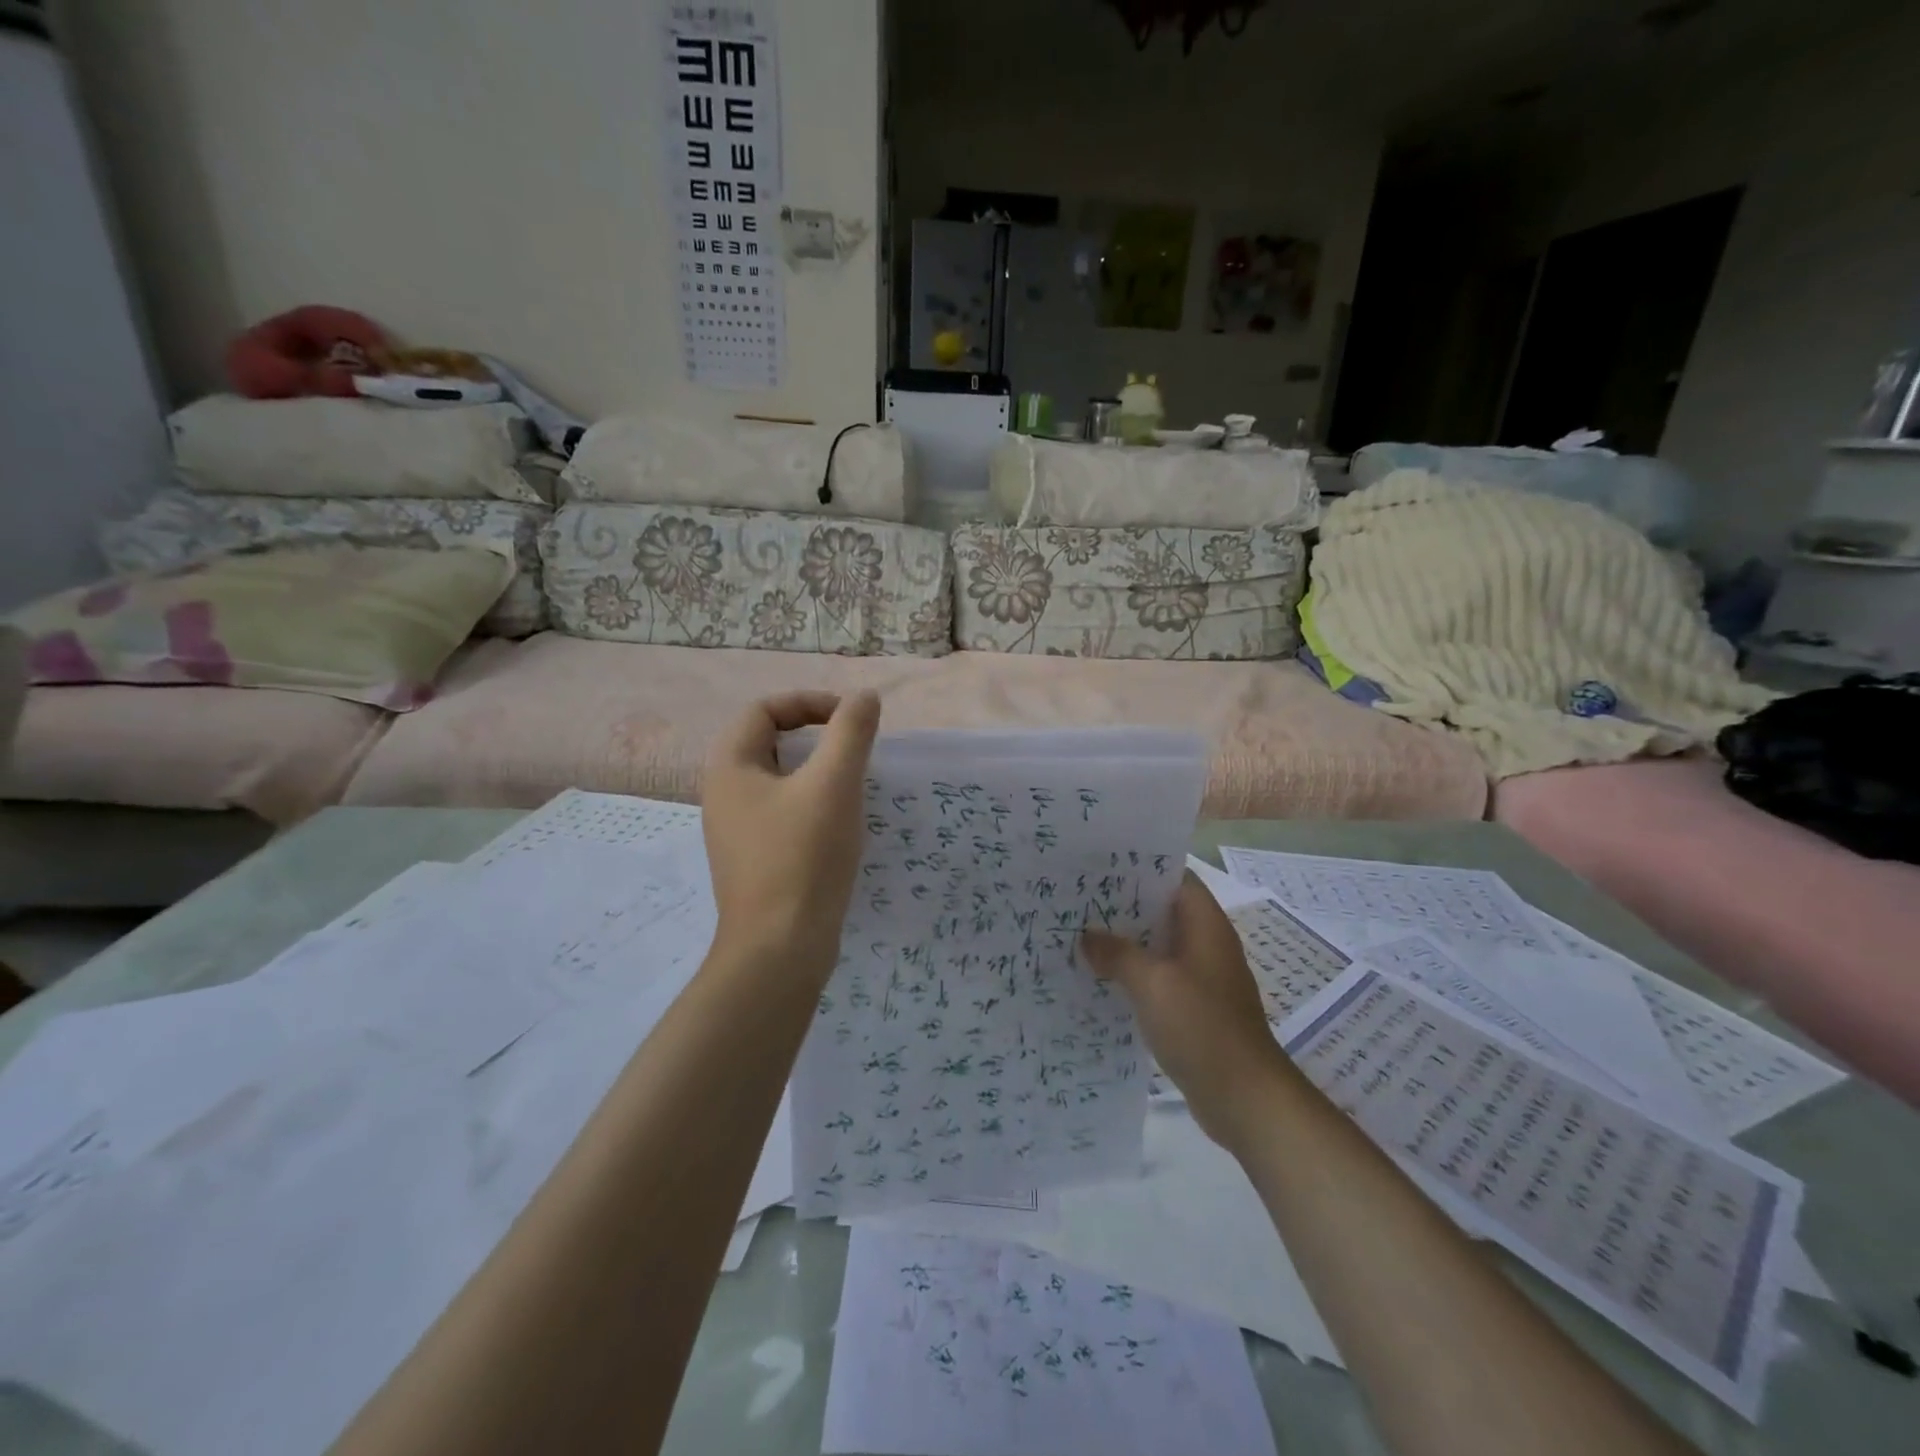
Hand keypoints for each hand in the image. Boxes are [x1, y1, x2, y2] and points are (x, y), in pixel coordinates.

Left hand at [701, 690, 880, 973]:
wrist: (780, 950)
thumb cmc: (803, 857)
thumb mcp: (834, 784)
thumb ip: (851, 732)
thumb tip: (864, 697)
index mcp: (730, 767)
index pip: (764, 709)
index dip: (809, 702)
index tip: (851, 719)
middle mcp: (723, 795)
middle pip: (768, 742)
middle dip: (815, 736)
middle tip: (854, 749)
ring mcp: (736, 831)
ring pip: (779, 780)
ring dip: (817, 772)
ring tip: (854, 784)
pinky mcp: (755, 861)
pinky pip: (783, 813)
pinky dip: (812, 804)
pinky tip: (841, 825)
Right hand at [1082, 873, 1291, 1152]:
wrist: (1245, 1098)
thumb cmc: (1202, 1027)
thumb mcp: (1152, 984)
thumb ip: (1117, 954)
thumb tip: (1087, 936)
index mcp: (1205, 925)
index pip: (1175, 877)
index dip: (1140, 867)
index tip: (1099, 865)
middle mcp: (1206, 944)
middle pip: (1163, 911)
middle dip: (1124, 905)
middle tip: (1078, 899)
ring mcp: (1202, 978)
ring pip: (1158, 946)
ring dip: (1125, 942)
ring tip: (1080, 935)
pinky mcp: (1195, 1008)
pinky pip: (1159, 978)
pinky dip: (1133, 974)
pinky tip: (1100, 980)